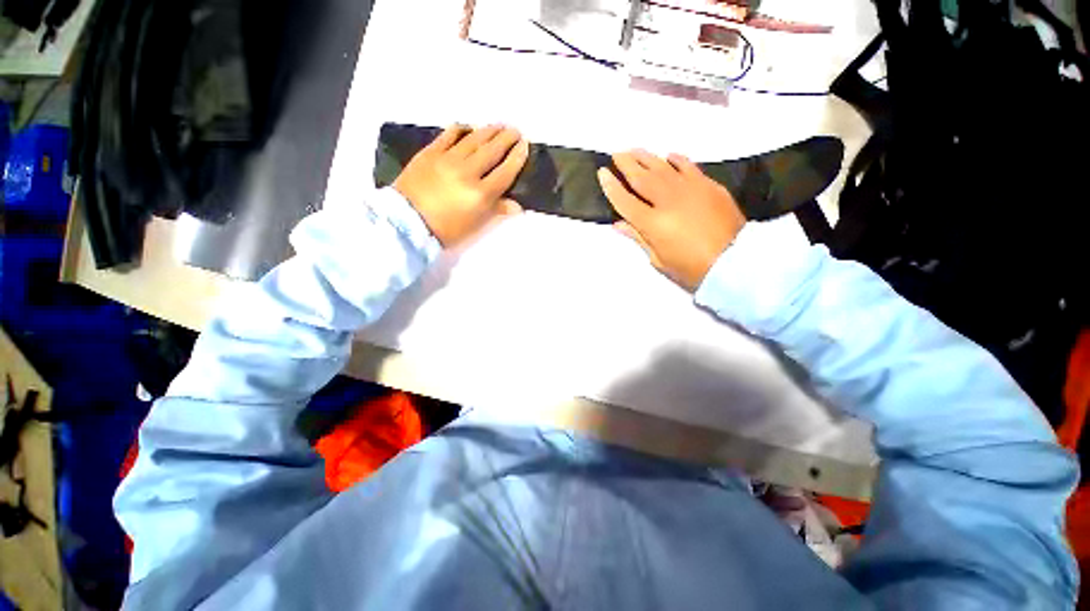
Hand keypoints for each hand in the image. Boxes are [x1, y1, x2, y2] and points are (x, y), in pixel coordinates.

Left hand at [394, 124, 529, 246]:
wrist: (407, 222)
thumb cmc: (446, 229)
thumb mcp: (475, 224)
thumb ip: (497, 210)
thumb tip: (517, 205)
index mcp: (481, 194)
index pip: (505, 171)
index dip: (517, 157)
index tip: (525, 145)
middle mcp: (468, 172)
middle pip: (492, 150)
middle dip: (507, 138)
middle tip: (515, 131)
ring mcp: (448, 159)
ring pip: (474, 139)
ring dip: (489, 131)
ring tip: (499, 126)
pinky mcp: (430, 152)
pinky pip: (449, 134)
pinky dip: (462, 129)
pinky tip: (469, 128)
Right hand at [598, 150, 745, 291]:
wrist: (734, 261)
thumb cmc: (691, 268)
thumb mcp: (659, 260)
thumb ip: (638, 238)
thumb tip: (618, 224)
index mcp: (652, 223)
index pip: (625, 200)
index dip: (611, 187)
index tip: (602, 173)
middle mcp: (667, 200)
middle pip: (641, 177)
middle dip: (626, 164)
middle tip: (616, 153)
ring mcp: (689, 189)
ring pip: (662, 167)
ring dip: (646, 157)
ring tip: (634, 150)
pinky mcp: (708, 185)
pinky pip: (688, 166)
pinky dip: (676, 160)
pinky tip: (668, 156)